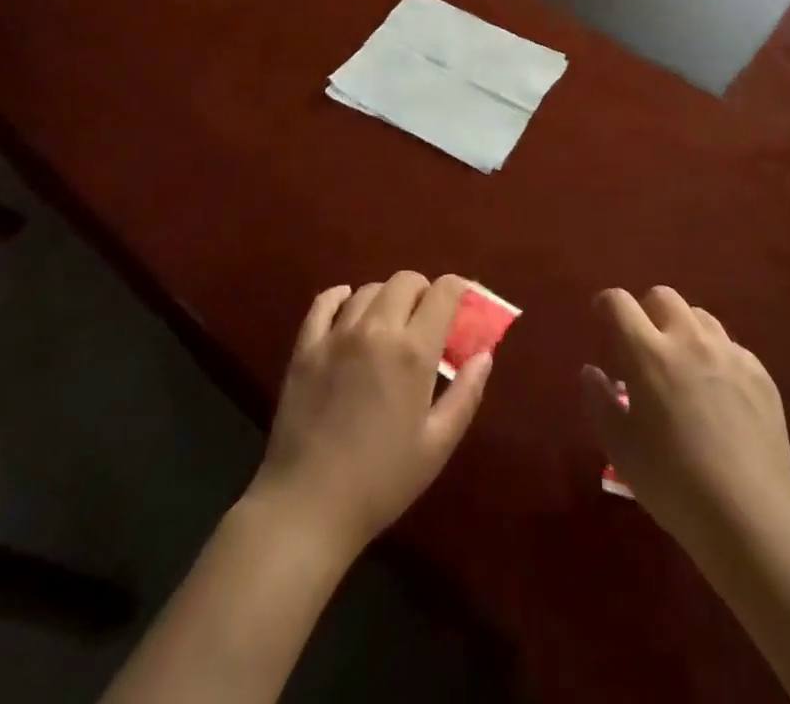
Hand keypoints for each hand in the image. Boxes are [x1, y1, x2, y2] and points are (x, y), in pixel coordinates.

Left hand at [249, 272, 490, 557]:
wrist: (306, 508)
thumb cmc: (381, 481)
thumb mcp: (437, 445)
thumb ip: (466, 394)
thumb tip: (484, 354)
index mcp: (413, 351)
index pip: (444, 292)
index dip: (460, 288)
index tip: (465, 301)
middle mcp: (376, 329)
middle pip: (405, 280)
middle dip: (423, 291)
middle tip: (427, 320)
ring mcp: (336, 335)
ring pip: (368, 289)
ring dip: (387, 298)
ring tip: (390, 324)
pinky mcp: (305, 347)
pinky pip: (324, 302)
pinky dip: (341, 297)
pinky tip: (347, 309)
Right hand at [581, 287, 789, 559]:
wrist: (749, 518)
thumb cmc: (673, 484)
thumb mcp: (620, 448)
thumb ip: (600, 401)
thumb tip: (592, 372)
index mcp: (648, 353)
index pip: (618, 302)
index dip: (605, 305)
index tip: (602, 319)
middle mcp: (689, 339)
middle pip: (662, 296)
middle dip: (646, 312)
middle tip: (643, 346)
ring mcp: (729, 353)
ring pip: (699, 316)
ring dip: (683, 330)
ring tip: (682, 367)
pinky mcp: (759, 373)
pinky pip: (731, 347)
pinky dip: (716, 358)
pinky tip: (718, 395)